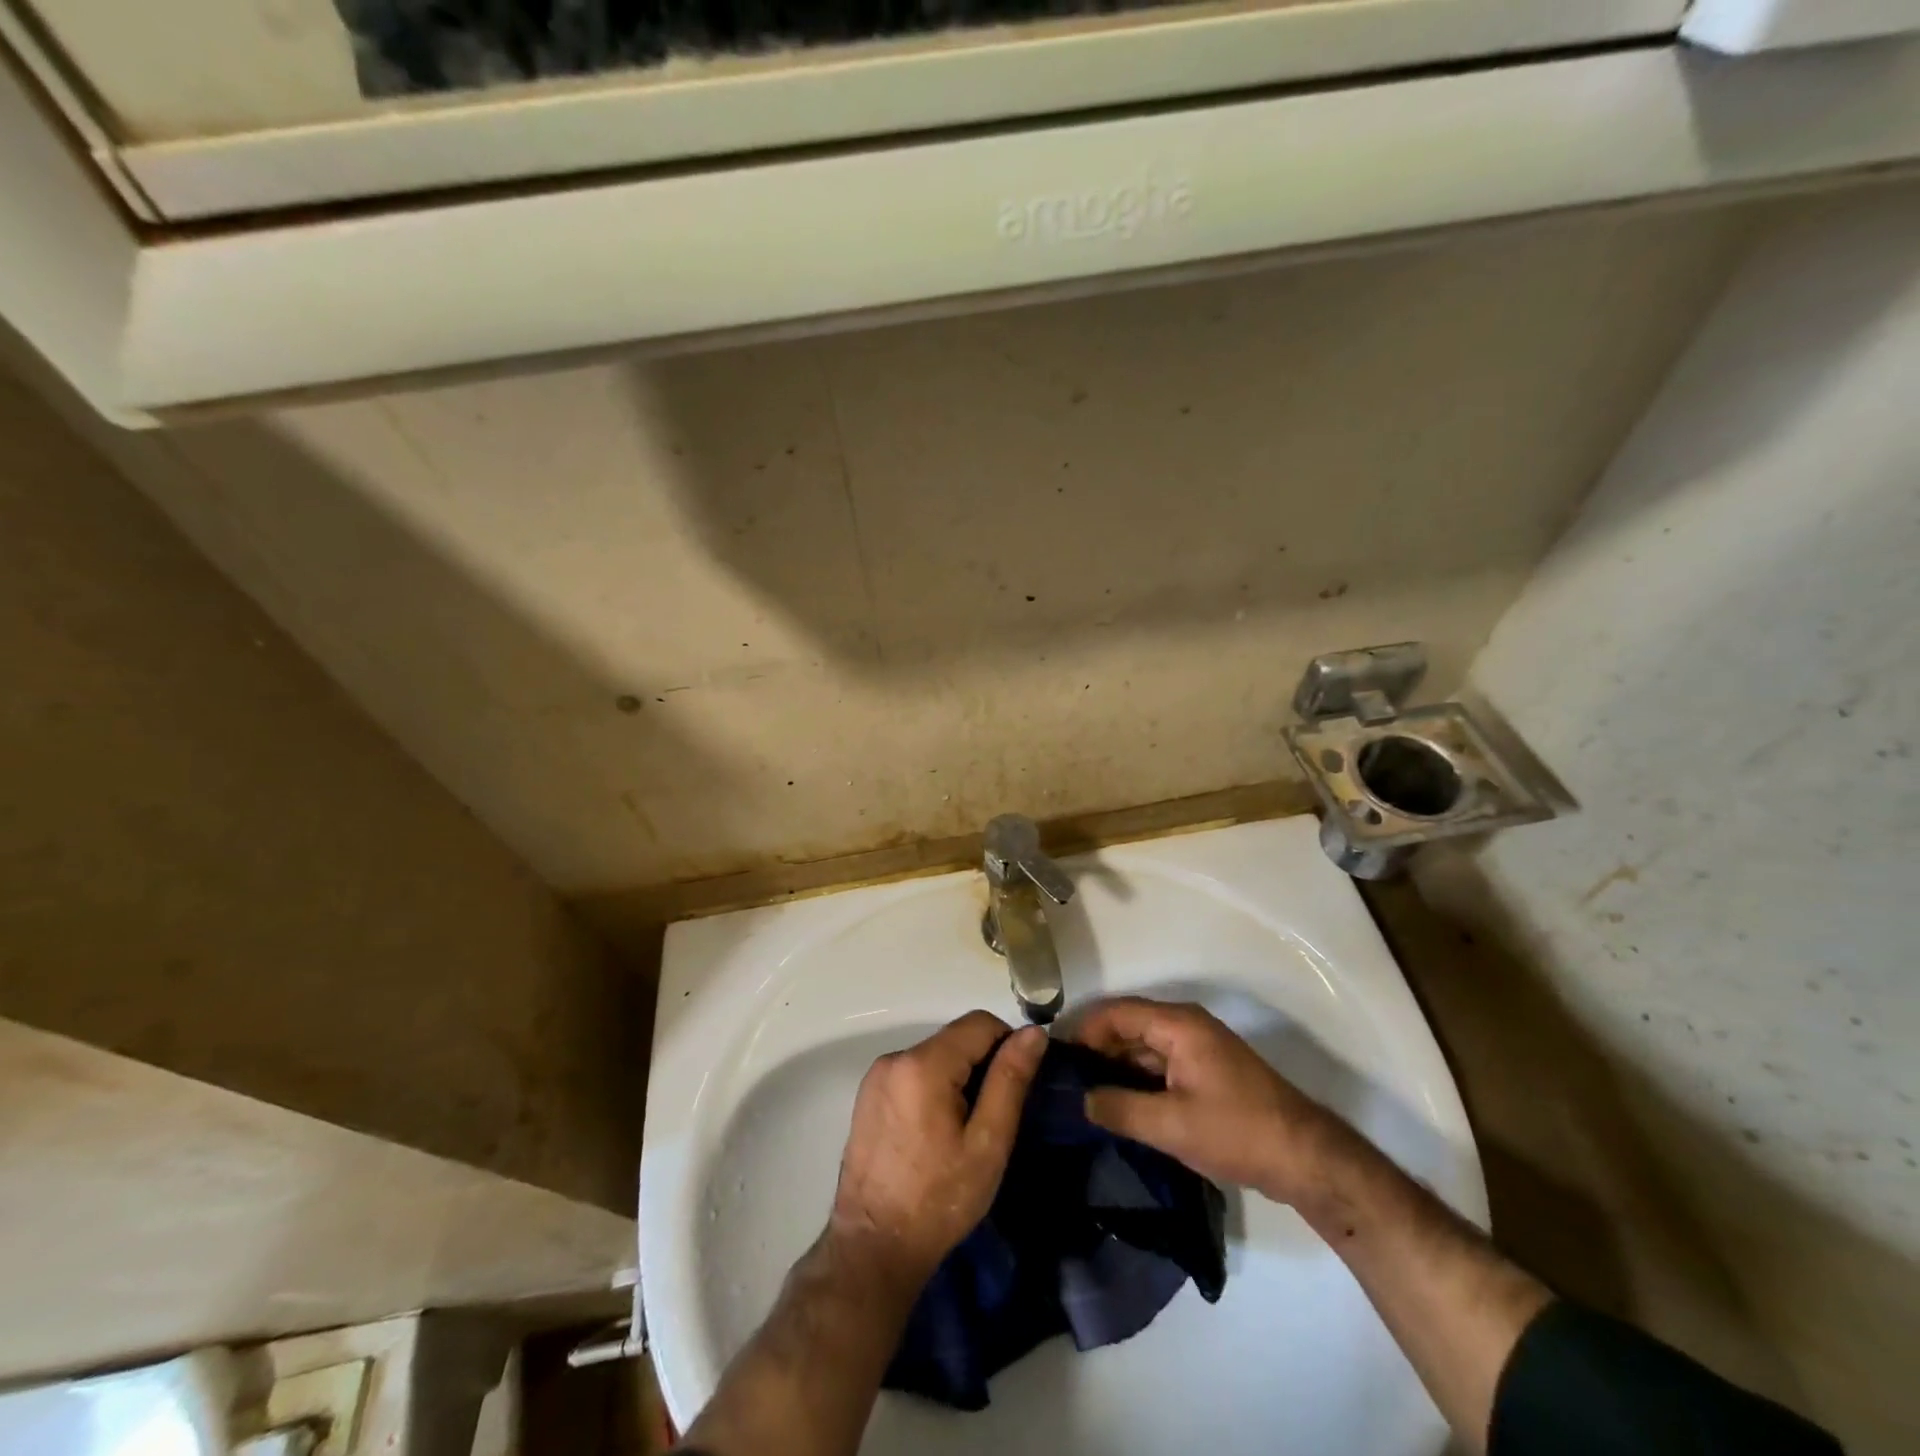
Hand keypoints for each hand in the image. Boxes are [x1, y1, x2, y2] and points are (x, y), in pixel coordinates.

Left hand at [830, 1011, 1046, 1290]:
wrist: (873, 1248)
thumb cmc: (939, 1199)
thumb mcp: (987, 1143)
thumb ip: (1010, 1080)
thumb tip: (1034, 1032)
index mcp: (924, 1063)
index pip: (979, 1023)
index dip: (1007, 1044)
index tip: (1019, 1084)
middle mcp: (895, 1057)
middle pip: (955, 1037)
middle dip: (982, 1064)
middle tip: (994, 1115)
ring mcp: (877, 1075)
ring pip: (935, 1054)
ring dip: (958, 1076)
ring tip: (966, 1128)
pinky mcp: (867, 1094)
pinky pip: (913, 1071)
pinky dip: (934, 1086)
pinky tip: (937, 1131)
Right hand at [1073, 997, 1351, 1207]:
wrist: (1305, 1159)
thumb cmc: (1237, 1131)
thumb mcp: (1171, 1125)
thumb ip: (1120, 1108)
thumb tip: (1080, 1099)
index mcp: (1178, 1025)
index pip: (1116, 1013)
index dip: (1084, 1030)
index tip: (1055, 1057)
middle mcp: (1186, 1026)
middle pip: (1128, 1027)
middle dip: (1096, 1049)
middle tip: (1062, 1079)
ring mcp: (1198, 1049)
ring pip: (1143, 1047)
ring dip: (1115, 1066)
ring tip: (1082, 1093)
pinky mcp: (1205, 1072)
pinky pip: (1159, 1065)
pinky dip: (1136, 1079)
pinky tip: (1117, 1104)